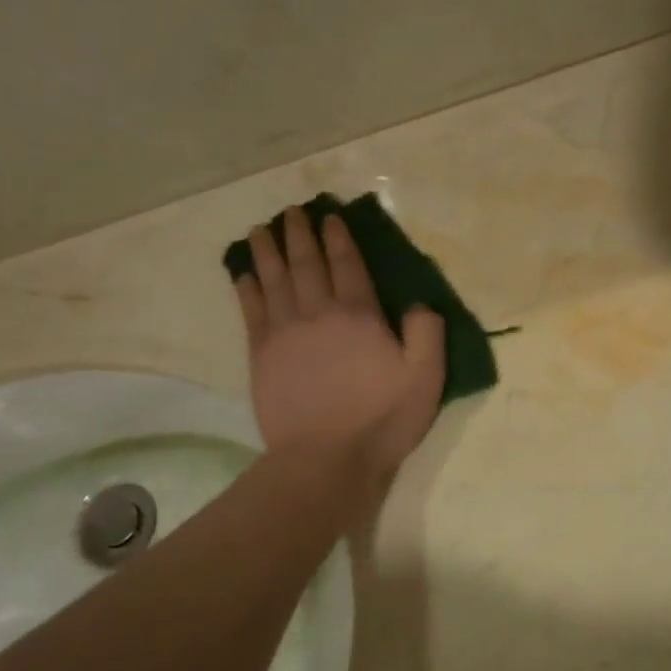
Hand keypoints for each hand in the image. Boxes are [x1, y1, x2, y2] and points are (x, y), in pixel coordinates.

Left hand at [234, 207, 445, 483]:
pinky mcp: (262, 355)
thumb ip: (427, 333)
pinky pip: (251, 310)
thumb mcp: (425, 378)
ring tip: (261, 230)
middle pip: (306, 263)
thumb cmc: (381, 419)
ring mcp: (285, 332)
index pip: (347, 264)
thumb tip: (420, 303)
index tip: (330, 217)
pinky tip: (243, 272)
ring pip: (274, 279)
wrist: (326, 459)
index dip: (339, 238)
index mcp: (359, 315)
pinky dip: (247, 287)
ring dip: (267, 251)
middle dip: (300, 234)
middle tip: (292, 212)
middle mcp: (318, 312)